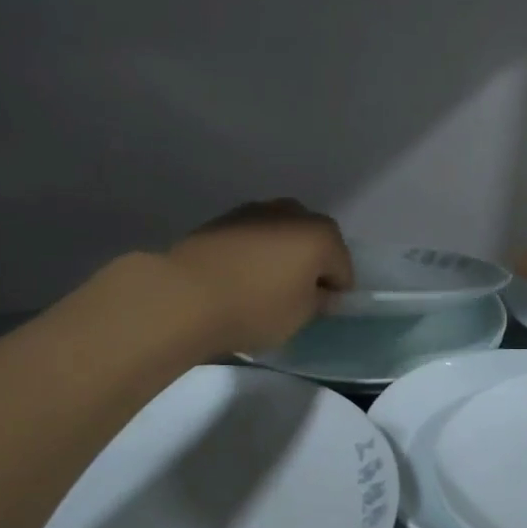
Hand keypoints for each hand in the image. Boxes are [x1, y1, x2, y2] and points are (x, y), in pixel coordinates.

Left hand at [165, 199, 353, 354]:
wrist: (183, 296)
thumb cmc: (255, 308)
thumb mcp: (300, 317)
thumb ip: (319, 301)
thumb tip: (321, 291)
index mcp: (321, 234)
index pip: (343, 267)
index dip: (335, 292)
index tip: (320, 311)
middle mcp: (292, 212)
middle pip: (314, 242)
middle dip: (310, 265)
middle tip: (295, 297)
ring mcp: (254, 210)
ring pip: (281, 235)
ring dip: (280, 256)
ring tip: (263, 287)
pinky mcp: (222, 219)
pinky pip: (252, 238)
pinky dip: (253, 254)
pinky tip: (239, 277)